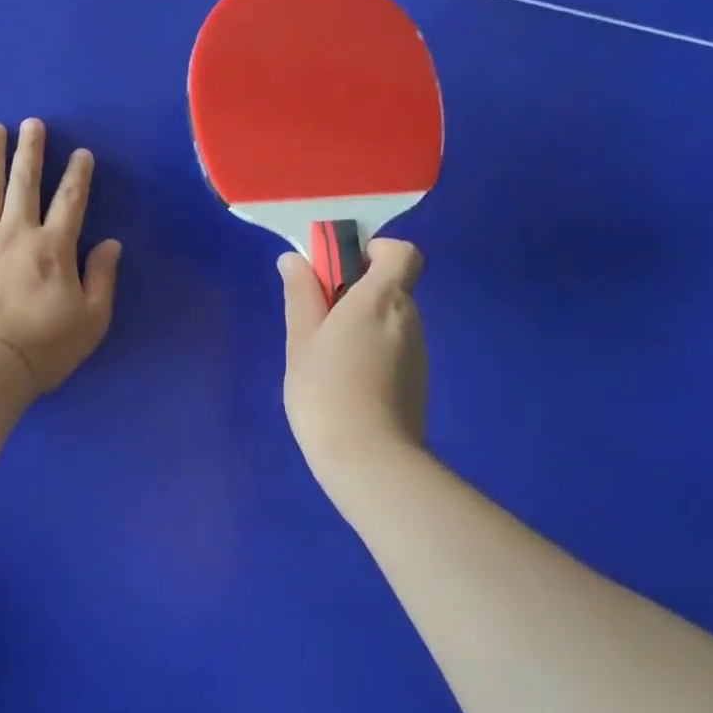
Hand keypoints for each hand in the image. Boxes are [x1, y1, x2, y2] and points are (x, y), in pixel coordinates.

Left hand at [0, 119, 122, 395]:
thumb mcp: (92, 319)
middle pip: (25, 183)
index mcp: (54, 248)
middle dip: (31, 151)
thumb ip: (102, 277)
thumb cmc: (44, 348)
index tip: (81, 153)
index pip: (71, 201)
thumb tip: (110, 243)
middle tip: (32, 124)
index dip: (78, 175)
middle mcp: (16, 233)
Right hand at [280, 239, 428, 481]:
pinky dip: (371, 349)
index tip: (339, 268)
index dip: (374, 251)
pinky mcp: (417, 379)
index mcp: (382, 298)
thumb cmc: (326, 391)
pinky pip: (393, 346)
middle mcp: (409, 317)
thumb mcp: (301, 339)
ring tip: (324, 355)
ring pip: (390, 318)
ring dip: (361, 322)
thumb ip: (301, 295)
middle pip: (391, 285)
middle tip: (316, 316)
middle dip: (356, 290)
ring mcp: (417, 351)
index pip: (402, 252)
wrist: (369, 461)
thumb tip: (295, 260)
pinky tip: (344, 380)